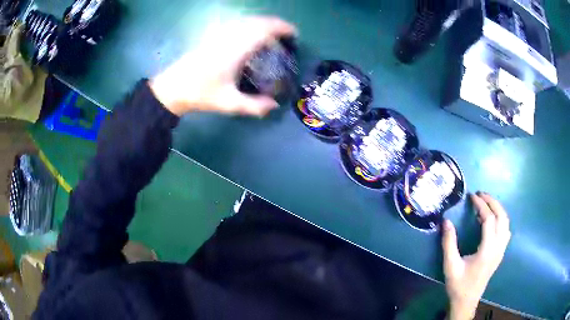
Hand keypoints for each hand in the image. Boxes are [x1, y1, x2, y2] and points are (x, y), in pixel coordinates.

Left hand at [151, 16, 296, 116]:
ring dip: (262, 23)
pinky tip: (250, 34)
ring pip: (246, 20)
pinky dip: (249, 25)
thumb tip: (274, 106)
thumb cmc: (200, 94)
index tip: (293, 34)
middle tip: (286, 35)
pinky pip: (236, 24)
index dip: (281, 28)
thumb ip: (254, 106)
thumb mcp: (228, 104)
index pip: (263, 30)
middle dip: (275, 24)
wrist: (172, 88)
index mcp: (235, 50)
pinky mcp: (212, 37)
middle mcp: (229, 37)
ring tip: (272, 34)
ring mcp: (219, 35)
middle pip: (256, 21)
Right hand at [442, 192, 510, 319]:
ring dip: (498, 209)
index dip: (481, 205)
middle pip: (501, 217)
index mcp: (487, 250)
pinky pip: (506, 230)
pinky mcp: (500, 253)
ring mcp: (501, 250)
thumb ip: (449, 243)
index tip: (472, 196)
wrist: (466, 301)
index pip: (489, 219)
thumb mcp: (450, 266)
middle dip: (492, 202)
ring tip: (487, 203)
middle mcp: (498, 247)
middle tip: (480, 194)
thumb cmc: (458, 284)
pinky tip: (493, 221)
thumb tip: (446, 221)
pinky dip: (501, 219)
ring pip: (506, 222)